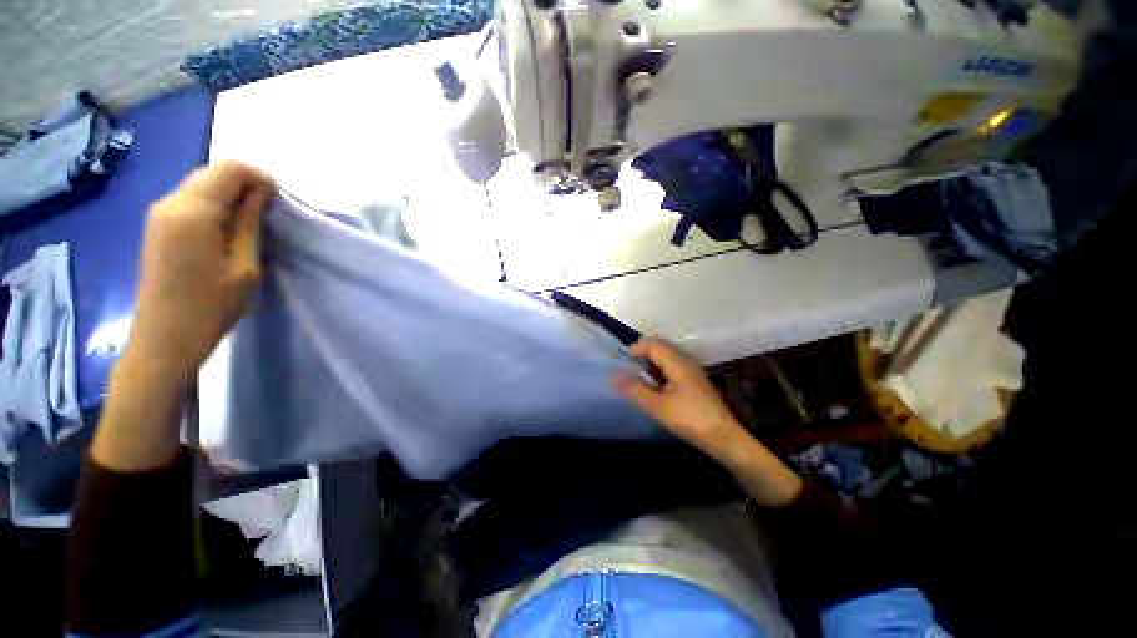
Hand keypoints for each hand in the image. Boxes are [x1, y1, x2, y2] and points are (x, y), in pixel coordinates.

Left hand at [127, 161, 275, 383]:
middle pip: (213, 174)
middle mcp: (170, 203)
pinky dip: (214, 206)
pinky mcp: (158, 227)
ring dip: (230, 196)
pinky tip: (227, 230)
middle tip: (268, 214)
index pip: (229, 170)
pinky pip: (191, 201)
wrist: (164, 339)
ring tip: (251, 224)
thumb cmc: (211, 306)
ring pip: (202, 186)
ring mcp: (159, 214)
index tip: (279, 202)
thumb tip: (262, 191)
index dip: (259, 178)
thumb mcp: (244, 265)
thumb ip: (250, 223)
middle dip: (245, 185)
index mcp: (191, 211)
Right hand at [614, 338, 803, 506]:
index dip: (634, 349)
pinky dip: (660, 368)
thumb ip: (635, 389)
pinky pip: (673, 363)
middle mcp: (685, 359)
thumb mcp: (658, 407)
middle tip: (628, 371)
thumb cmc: (690, 419)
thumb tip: (614, 375)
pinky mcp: (695, 377)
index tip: (621, 364)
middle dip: (641, 354)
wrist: (724, 436)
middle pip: (659, 345)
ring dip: (650, 361)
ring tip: (639, 378)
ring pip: (666, 354)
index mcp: (676, 361)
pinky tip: (656, 385)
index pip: (651, 344)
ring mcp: (692, 367)